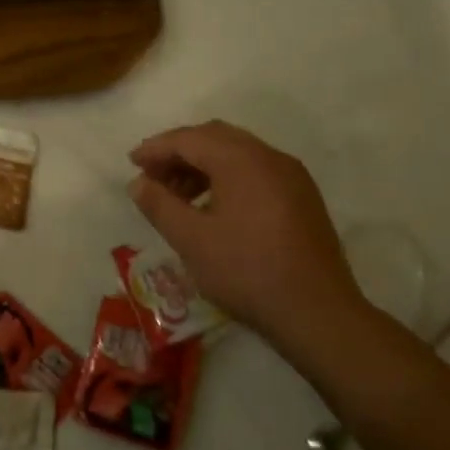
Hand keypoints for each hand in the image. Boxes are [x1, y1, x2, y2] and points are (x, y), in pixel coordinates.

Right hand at [128, 121, 365, 356]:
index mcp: (243, 161)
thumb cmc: (247, 271)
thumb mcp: (191, 240)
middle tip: (152, 177)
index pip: (190, 139)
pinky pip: (256, 171)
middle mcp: (270, 158)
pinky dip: (226, 177)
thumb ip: (159, 205)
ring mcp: (292, 176)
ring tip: (177, 197)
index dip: (157, 148)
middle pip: (215, 138)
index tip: (132, 163)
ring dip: (202, 166)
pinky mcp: (302, 198)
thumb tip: (139, 183)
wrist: (317, 312)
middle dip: (179, 152)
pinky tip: (212, 207)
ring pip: (237, 153)